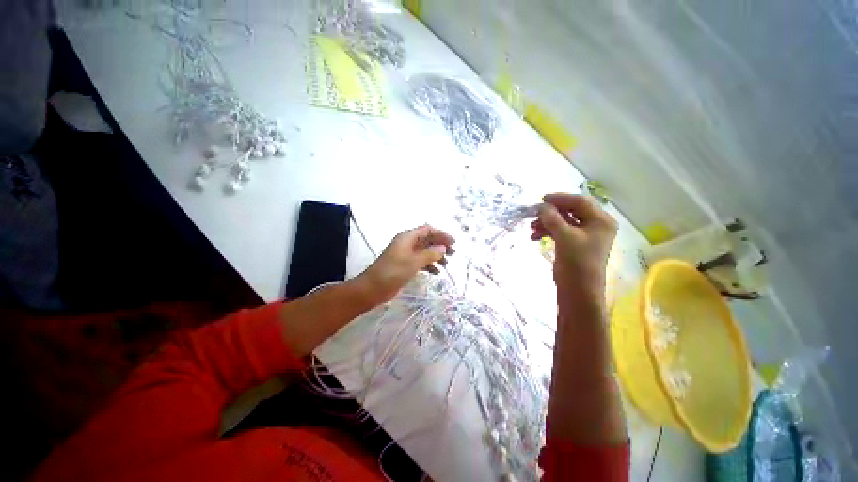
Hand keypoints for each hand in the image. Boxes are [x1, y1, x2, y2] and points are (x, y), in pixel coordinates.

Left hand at [357, 225, 454, 303]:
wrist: (373, 288)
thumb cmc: (393, 272)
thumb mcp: (414, 262)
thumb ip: (430, 254)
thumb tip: (443, 248)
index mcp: (407, 237)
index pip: (428, 230)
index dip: (441, 234)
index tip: (453, 242)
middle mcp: (407, 243)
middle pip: (427, 240)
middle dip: (440, 245)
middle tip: (453, 254)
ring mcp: (406, 255)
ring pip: (425, 251)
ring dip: (436, 256)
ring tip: (446, 265)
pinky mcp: (405, 265)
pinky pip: (420, 261)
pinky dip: (429, 265)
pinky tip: (436, 273)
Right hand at [530, 193, 616, 303]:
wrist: (578, 291)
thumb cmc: (577, 263)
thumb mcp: (564, 237)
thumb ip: (552, 218)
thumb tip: (541, 206)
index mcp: (601, 221)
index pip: (580, 201)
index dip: (560, 198)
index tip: (541, 200)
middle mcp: (595, 225)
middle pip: (571, 210)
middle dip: (551, 212)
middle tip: (533, 214)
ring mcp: (585, 235)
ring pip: (563, 221)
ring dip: (546, 222)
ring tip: (531, 228)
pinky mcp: (574, 243)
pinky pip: (560, 231)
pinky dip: (547, 231)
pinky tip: (534, 237)